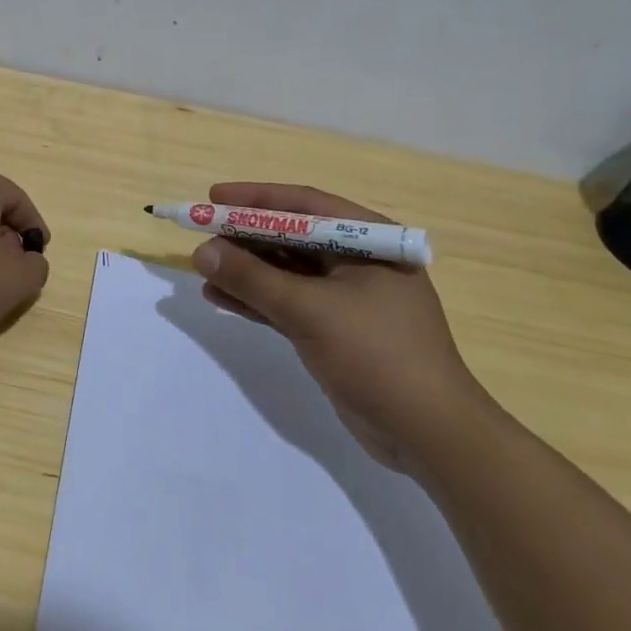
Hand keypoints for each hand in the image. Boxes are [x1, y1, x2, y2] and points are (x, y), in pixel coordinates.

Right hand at [192, 182, 490, 472]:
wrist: (428, 435)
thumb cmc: (377, 354)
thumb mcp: (310, 310)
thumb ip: (252, 279)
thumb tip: (201, 251)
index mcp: (370, 242)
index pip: (305, 206)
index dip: (256, 198)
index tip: (213, 196)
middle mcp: (359, 263)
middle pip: (292, 237)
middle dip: (246, 237)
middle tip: (201, 235)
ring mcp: (346, 299)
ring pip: (286, 272)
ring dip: (245, 271)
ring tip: (203, 268)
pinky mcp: (334, 330)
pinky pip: (287, 304)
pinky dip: (256, 301)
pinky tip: (219, 298)